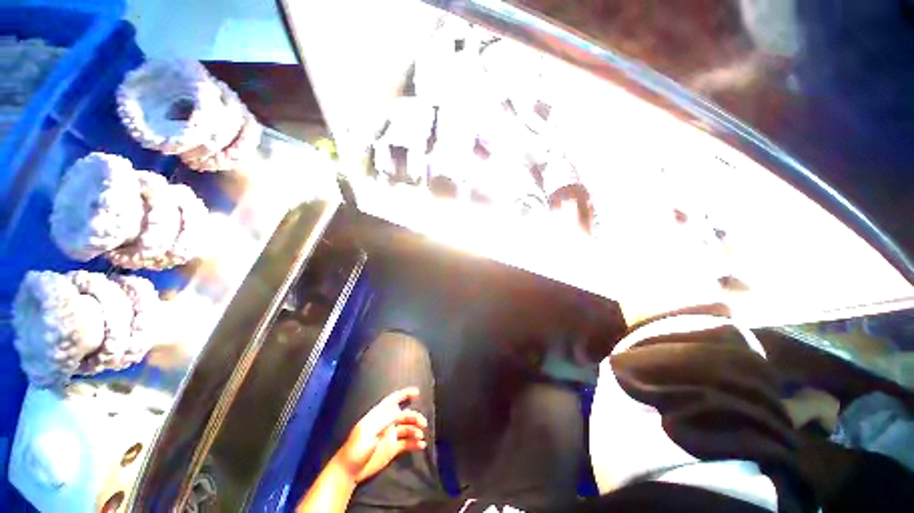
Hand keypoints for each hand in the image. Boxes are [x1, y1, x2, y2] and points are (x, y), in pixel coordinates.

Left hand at [332, 387, 428, 484]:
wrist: (349, 471)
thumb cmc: (356, 448)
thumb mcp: (369, 431)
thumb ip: (384, 420)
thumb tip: (399, 410)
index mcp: (379, 415)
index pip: (393, 400)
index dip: (405, 394)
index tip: (417, 392)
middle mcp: (387, 423)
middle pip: (404, 415)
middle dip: (414, 417)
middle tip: (423, 423)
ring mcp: (390, 436)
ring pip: (407, 428)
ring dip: (415, 430)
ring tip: (420, 436)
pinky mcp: (392, 449)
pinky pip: (406, 443)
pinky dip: (414, 443)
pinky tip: (421, 445)